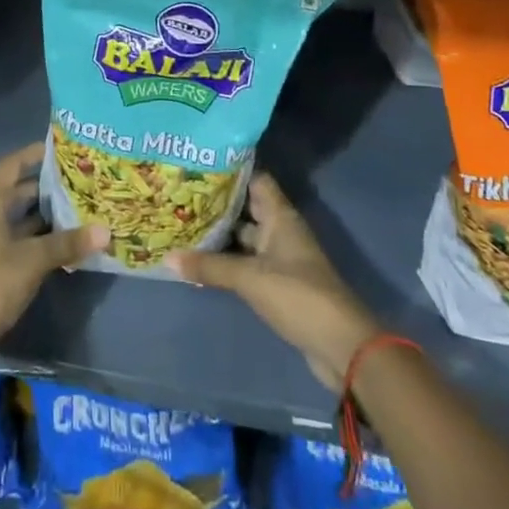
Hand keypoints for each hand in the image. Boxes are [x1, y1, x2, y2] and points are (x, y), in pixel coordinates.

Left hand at [0, 142, 106, 352]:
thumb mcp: (33, 260)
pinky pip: (5, 241)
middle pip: (10, 193)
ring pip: (8, 219)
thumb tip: (105, 231)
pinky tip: (51, 247)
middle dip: (40, 189)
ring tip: (70, 213)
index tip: (57, 150)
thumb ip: (68, 243)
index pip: (10, 166)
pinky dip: (26, 239)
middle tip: (73, 184)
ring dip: (35, 217)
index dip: (32, 155)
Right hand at [167, 171, 379, 390]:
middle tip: (181, 192)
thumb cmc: (297, 295)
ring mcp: (281, 258)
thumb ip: (210, 267)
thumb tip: (167, 257)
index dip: (231, 169)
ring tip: (183, 222)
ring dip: (221, 233)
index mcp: (280, 216)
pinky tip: (201, 260)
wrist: (341, 345)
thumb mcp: (249, 278)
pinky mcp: (279, 283)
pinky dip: (228, 260)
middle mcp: (281, 230)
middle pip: (247, 207)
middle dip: (218, 202)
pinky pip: (248, 262)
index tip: (200, 162)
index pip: (255, 179)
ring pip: (246, 237)